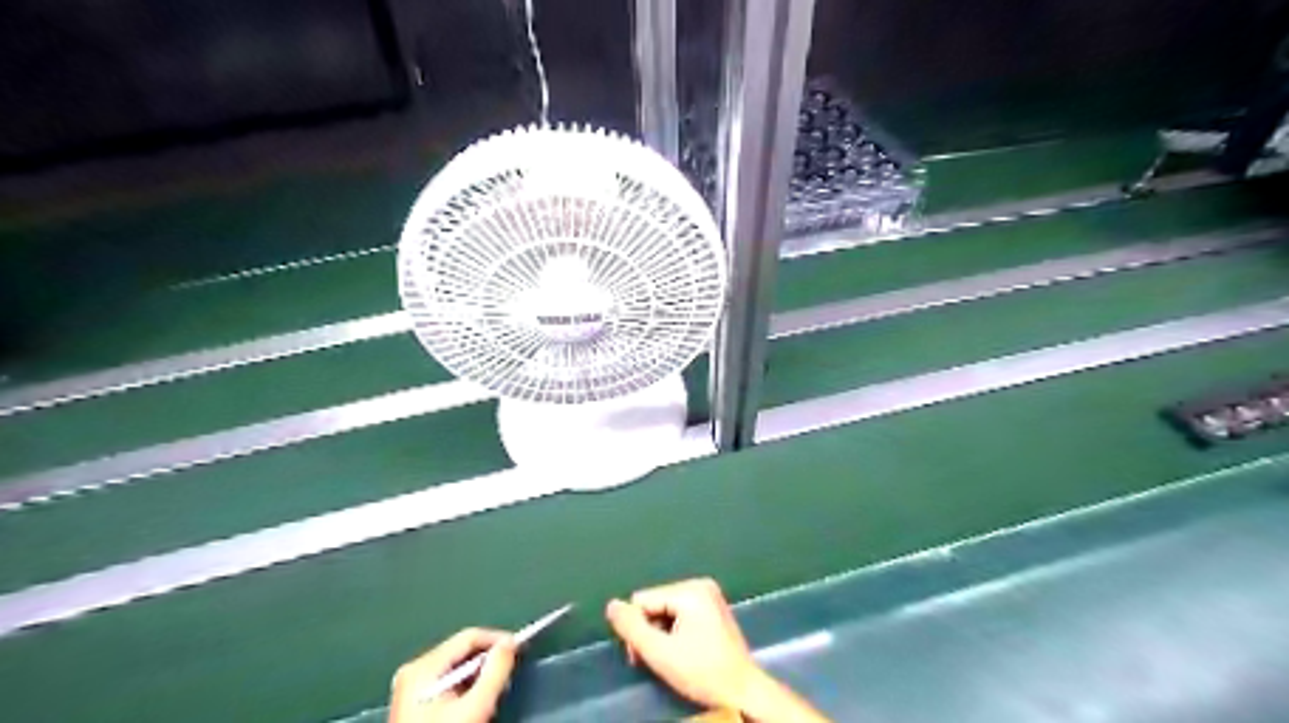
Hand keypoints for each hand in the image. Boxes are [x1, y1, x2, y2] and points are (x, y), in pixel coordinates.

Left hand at [388, 627, 515, 722]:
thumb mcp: (475, 707)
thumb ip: (495, 671)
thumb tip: (509, 644)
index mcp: (422, 668)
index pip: (469, 637)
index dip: (497, 640)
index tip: (519, 648)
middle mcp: (413, 672)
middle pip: (462, 651)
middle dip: (488, 660)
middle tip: (508, 673)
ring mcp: (411, 688)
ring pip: (457, 667)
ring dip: (479, 675)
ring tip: (495, 690)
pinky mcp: (415, 702)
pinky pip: (448, 681)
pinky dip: (466, 686)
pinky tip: (476, 701)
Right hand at [601, 580, 756, 709]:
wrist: (743, 692)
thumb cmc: (703, 672)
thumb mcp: (660, 653)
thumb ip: (632, 628)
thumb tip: (611, 605)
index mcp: (690, 590)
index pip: (642, 600)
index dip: (637, 628)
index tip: (644, 655)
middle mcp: (700, 585)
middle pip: (654, 603)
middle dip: (649, 631)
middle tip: (655, 660)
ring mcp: (709, 595)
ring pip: (666, 610)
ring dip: (661, 634)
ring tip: (669, 659)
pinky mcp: (713, 608)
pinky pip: (680, 613)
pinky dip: (675, 632)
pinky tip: (682, 652)